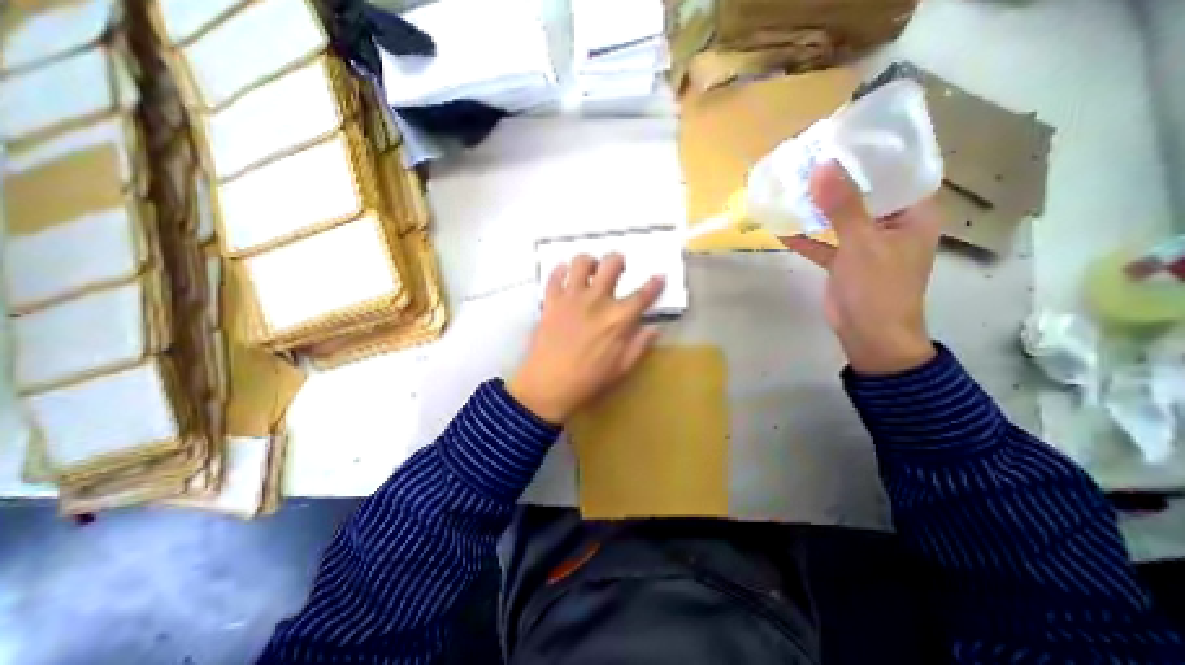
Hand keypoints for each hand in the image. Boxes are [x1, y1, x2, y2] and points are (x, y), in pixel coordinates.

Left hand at [504, 256, 661, 424]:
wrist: (548, 385)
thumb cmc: (588, 380)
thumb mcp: (621, 368)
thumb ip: (639, 345)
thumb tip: (654, 328)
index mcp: (618, 319)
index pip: (642, 295)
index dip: (654, 284)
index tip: (659, 276)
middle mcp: (597, 300)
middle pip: (611, 265)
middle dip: (619, 261)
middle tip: (619, 267)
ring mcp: (571, 298)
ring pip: (581, 262)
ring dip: (589, 262)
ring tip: (590, 270)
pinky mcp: (551, 301)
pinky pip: (555, 276)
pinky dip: (561, 271)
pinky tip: (565, 276)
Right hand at [784, 159, 939, 373]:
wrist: (869, 334)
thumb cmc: (878, 287)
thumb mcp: (862, 243)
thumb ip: (843, 206)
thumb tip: (823, 167)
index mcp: (912, 213)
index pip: (897, 173)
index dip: (872, 155)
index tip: (844, 139)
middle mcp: (890, 224)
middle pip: (863, 194)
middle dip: (837, 180)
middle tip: (810, 160)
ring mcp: (864, 244)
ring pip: (840, 219)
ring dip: (818, 208)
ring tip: (793, 188)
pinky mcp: (843, 262)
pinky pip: (823, 244)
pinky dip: (805, 238)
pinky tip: (782, 229)